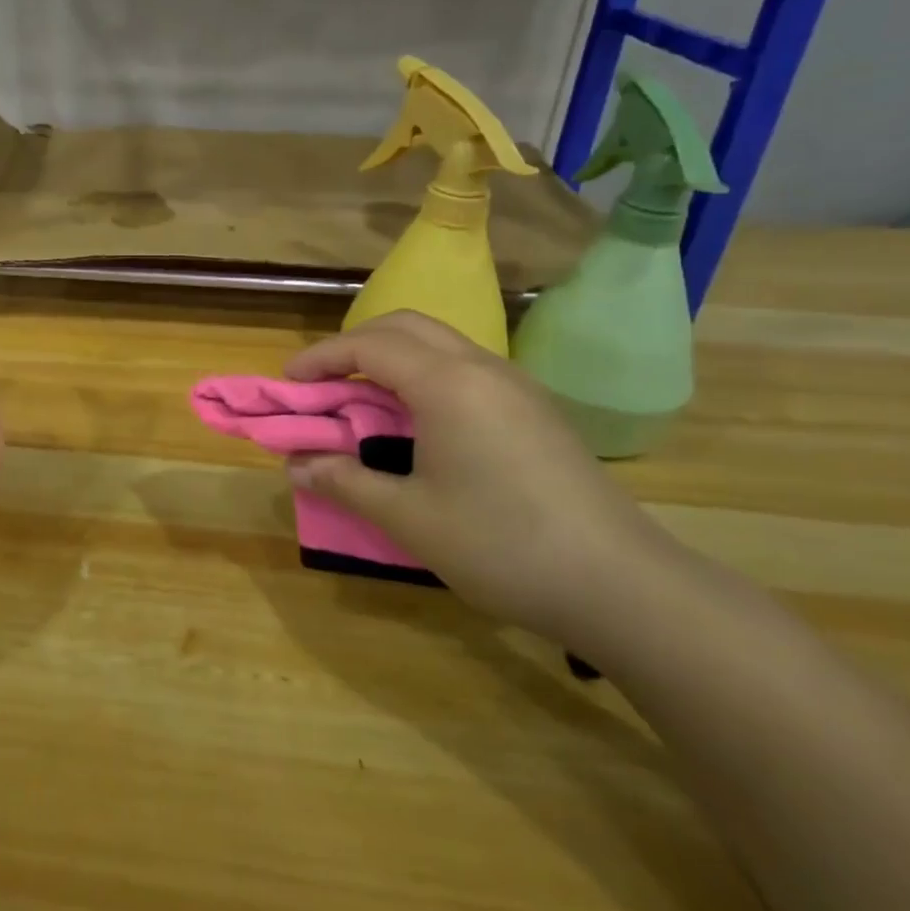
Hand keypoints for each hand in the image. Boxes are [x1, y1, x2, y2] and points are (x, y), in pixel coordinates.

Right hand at [285, 311, 675, 646]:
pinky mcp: (535, 408)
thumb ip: (345, 482)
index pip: (369, 345)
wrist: (621, 584)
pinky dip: (424, 375)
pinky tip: (418, 421)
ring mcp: (515, 385)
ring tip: (363, 399)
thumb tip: (297, 466)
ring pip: (439, 343)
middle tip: (323, 382)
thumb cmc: (501, 545)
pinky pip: (464, 367)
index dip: (322, 358)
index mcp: (446, 383)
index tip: (289, 382)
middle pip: (405, 326)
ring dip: (391, 357)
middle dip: (355, 344)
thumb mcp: (409, 518)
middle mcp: (481, 367)